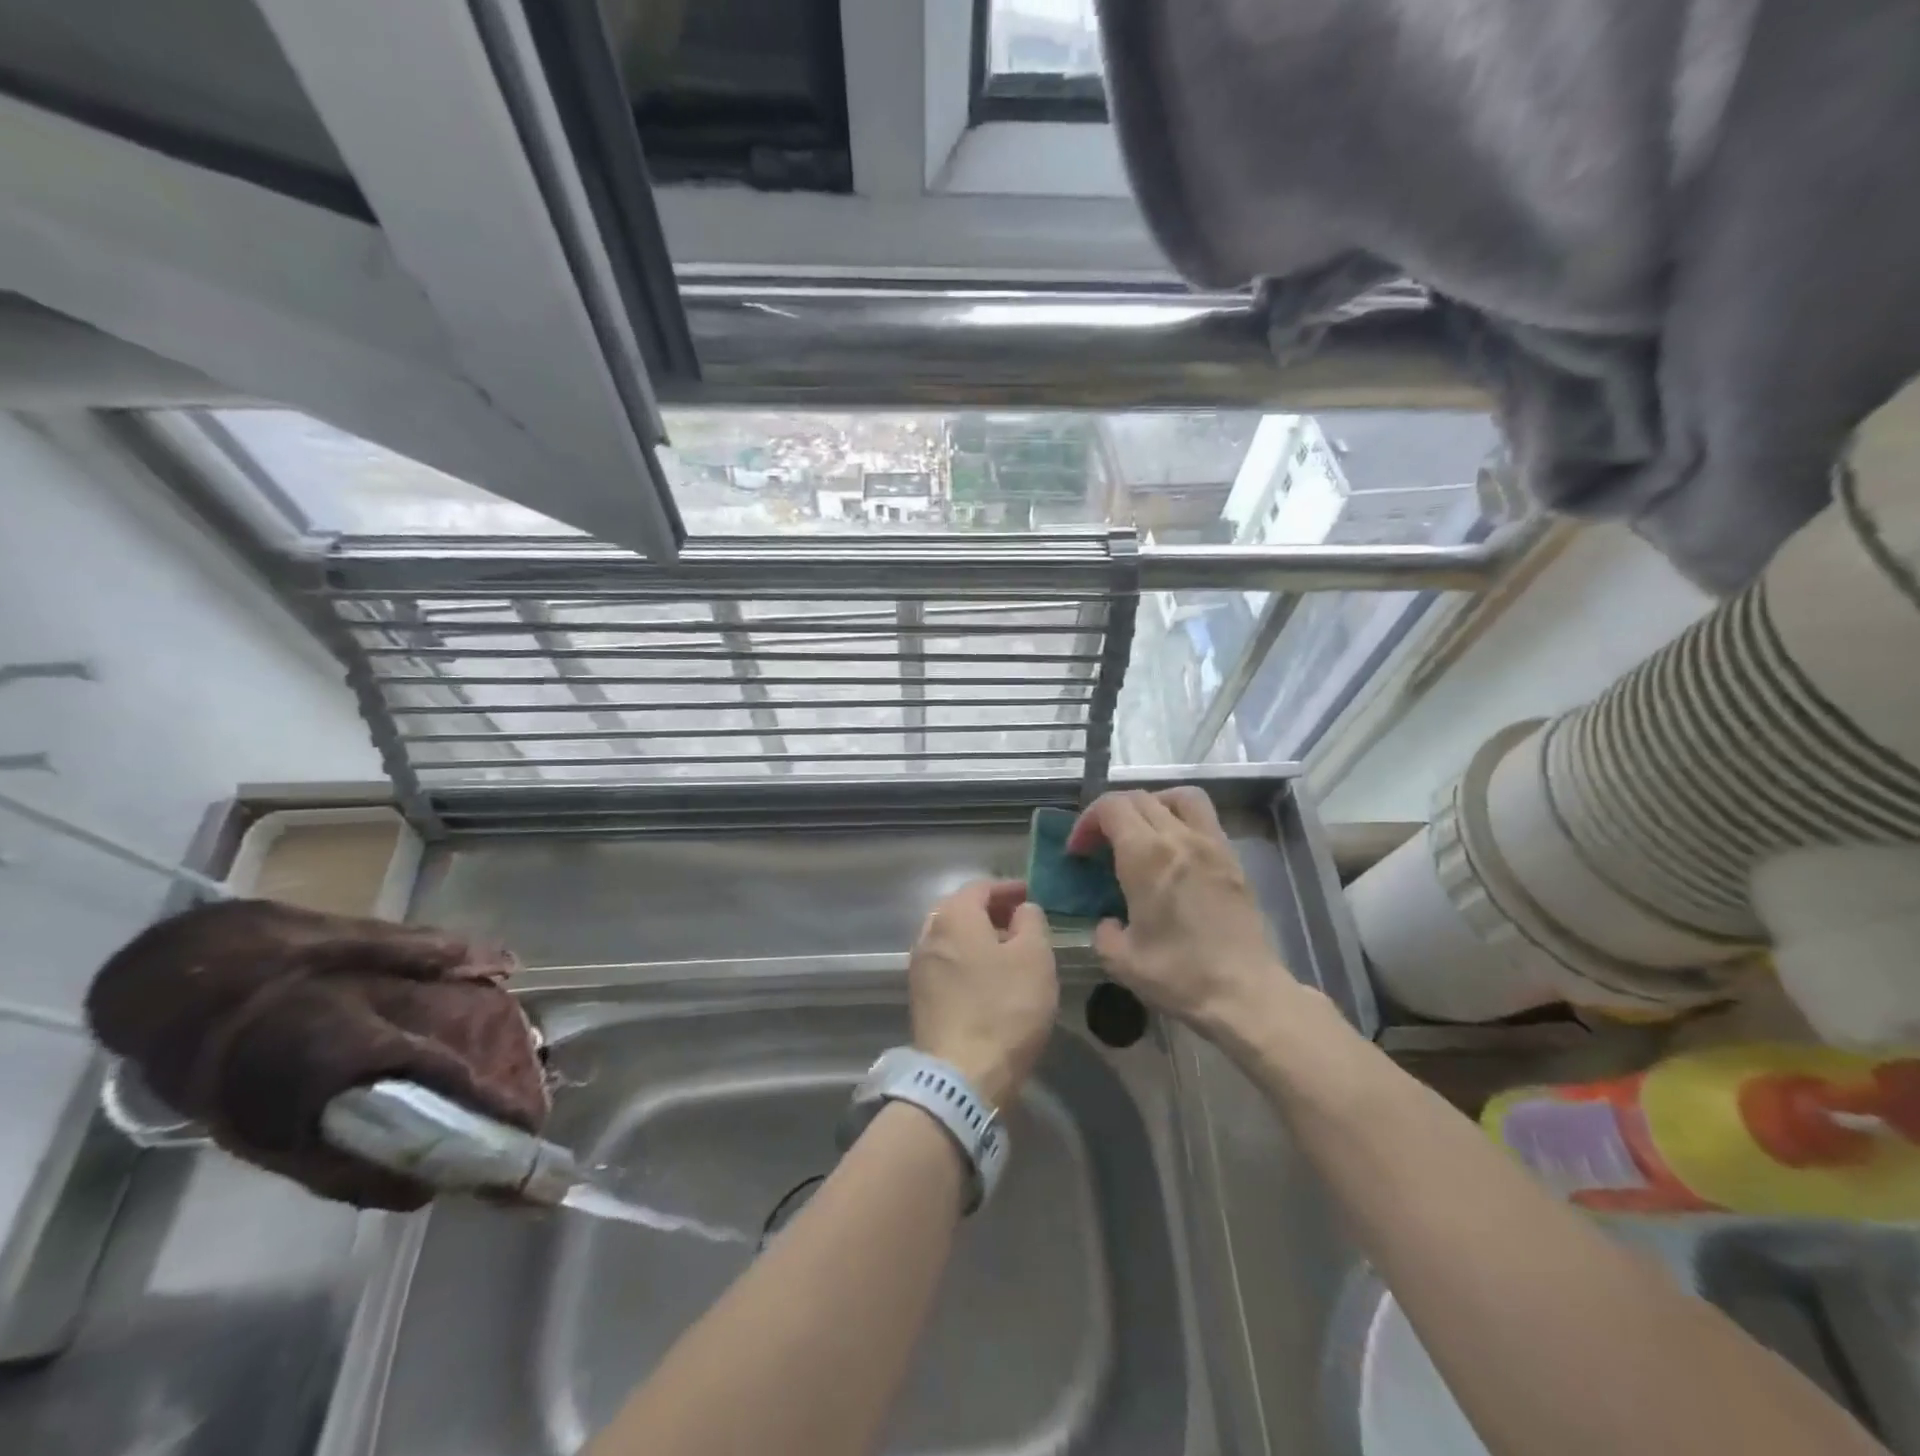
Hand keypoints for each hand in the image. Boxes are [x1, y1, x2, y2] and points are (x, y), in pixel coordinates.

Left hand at [908, 880, 1058, 1109]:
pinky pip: (947, 963)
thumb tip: (1022, 909)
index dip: (1008, 888)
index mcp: (953, 916)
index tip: (1032, 895)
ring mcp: (920, 967)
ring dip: (979, 936)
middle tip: (1021, 920)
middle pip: (961, 910)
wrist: (961, 1076)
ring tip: (1010, 949)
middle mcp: (929, 934)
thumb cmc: (1005, 1008)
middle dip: (991, 910)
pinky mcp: (921, 997)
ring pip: (952, 938)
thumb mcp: (1035, 957)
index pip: (980, 887)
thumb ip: (1031, 921)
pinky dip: (968, 959)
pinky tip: (990, 977)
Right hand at [1068, 788, 1288, 1044]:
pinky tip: (1174, 852)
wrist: (1246, 994)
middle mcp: (1179, 838)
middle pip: (1140, 798)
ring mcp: (1212, 844)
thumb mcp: (1120, 961)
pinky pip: (1204, 818)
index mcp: (1146, 856)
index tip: (1078, 851)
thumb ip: (1103, 931)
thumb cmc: (1179, 975)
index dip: (1087, 822)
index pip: (1111, 807)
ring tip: (1142, 833)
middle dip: (1111, 814)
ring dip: (1152, 804)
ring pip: (1178, 797)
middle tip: (1101, 845)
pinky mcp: (1233, 859)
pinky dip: (1181, 819)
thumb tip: (1109, 921)